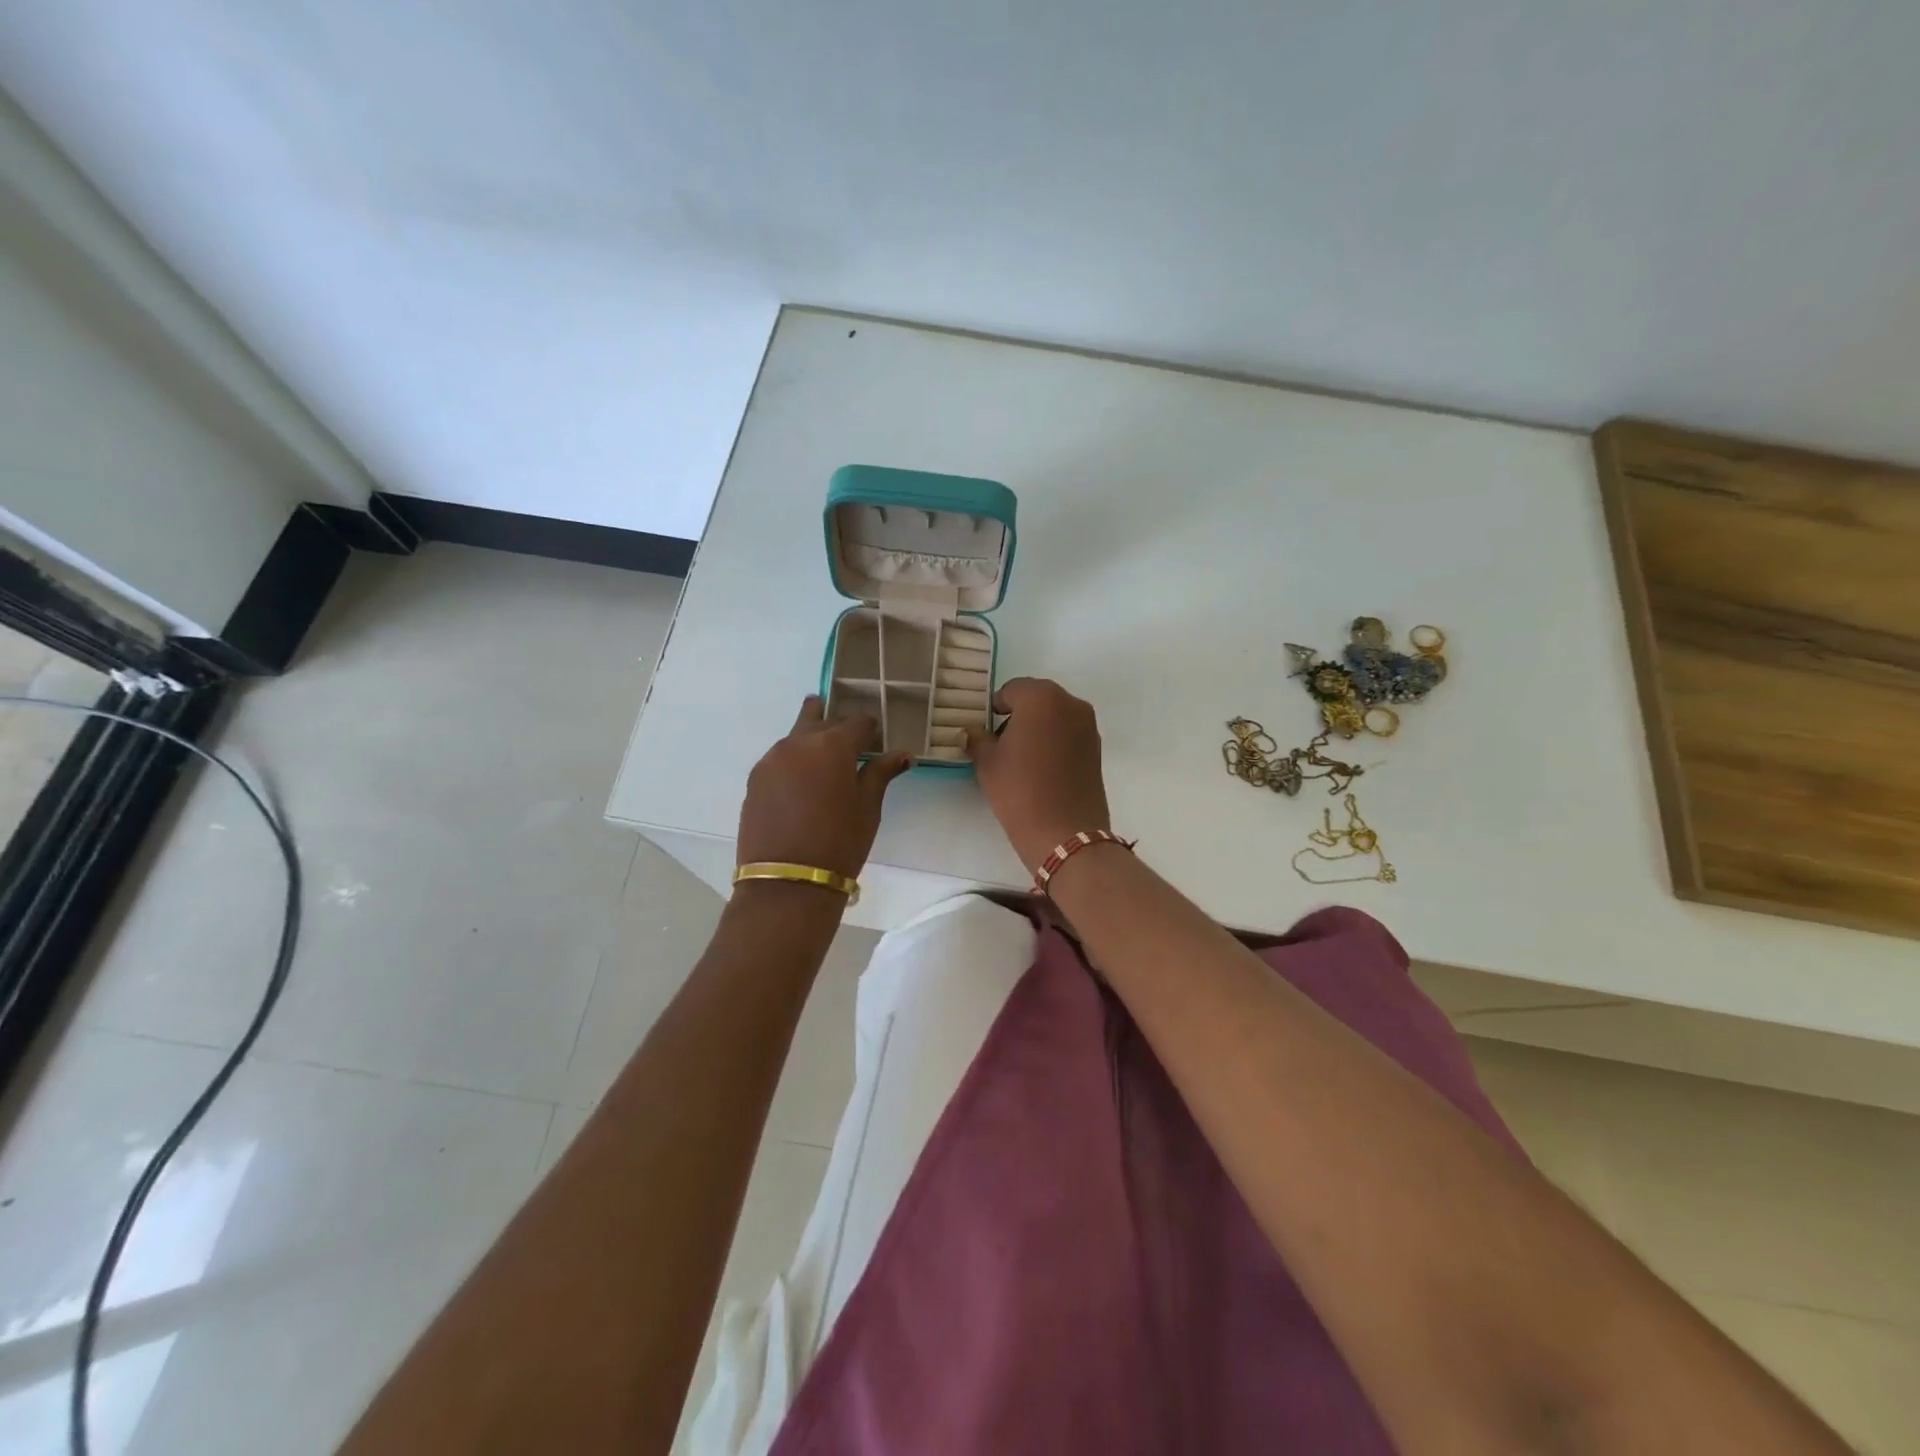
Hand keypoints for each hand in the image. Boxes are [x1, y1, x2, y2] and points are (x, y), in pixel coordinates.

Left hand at [737, 698, 911, 878]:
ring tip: (825, 765)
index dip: (871, 731)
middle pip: (820, 719)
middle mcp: (797, 742)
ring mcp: (771, 760)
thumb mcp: (868, 808)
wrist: (788, 882)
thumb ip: (880, 773)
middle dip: (837, 727)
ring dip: (812, 742)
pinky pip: (780, 759)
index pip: (857, 722)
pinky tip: (803, 786)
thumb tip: (901, 754)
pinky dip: (794, 762)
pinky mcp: (754, 780)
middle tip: (850, 745)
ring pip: (796, 737)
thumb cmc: (839, 843)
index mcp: (831, 745)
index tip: (876, 744)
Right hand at [964, 677, 1110, 871]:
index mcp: (1041, 697)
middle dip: (1018, 716)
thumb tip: (970, 732)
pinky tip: (1041, 769)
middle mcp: (1070, 703)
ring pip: (1055, 716)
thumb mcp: (987, 762)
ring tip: (1020, 759)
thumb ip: (977, 739)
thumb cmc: (1019, 789)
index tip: (984, 730)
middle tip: (1000, 743)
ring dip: (1037, 728)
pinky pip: (1069, 734)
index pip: (1011, 690)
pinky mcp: (1097, 749)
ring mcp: (1088, 726)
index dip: (994, 708)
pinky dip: (1054, 742)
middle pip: (1037, 699)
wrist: (1064, 832)